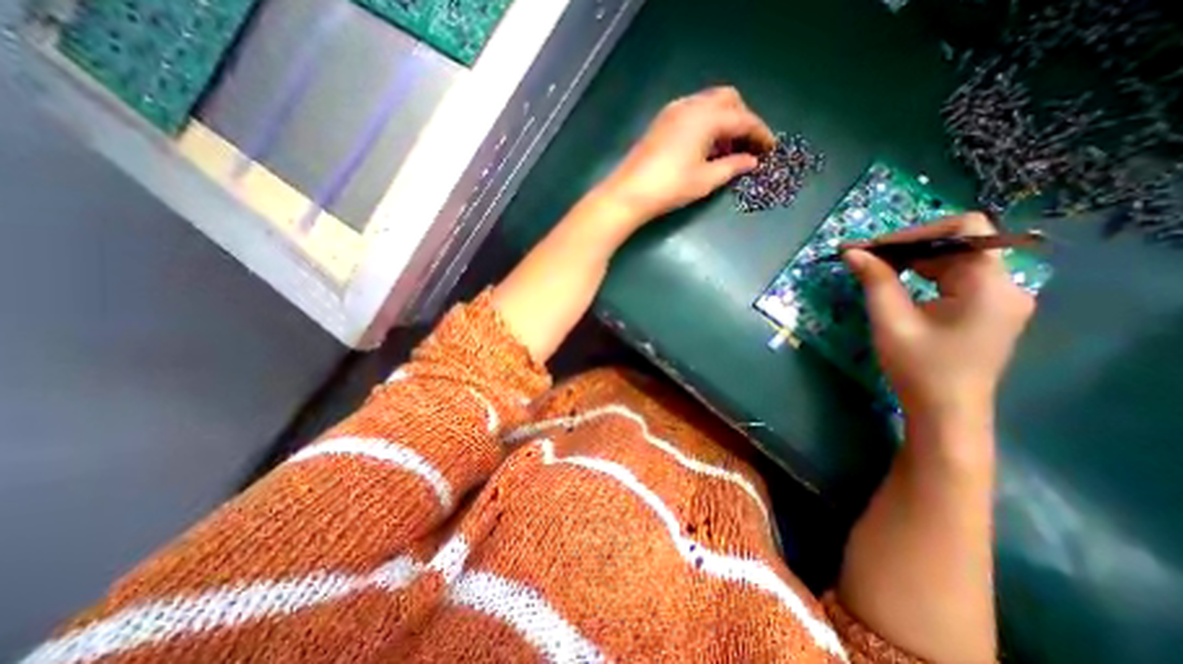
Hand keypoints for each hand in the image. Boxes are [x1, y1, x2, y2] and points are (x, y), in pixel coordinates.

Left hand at [593, 83, 778, 228]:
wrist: (628, 193)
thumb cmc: (669, 187)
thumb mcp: (705, 180)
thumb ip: (732, 166)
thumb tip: (751, 161)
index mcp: (707, 117)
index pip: (743, 119)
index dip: (760, 133)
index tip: (771, 148)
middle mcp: (691, 105)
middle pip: (728, 100)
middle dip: (743, 119)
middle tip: (747, 145)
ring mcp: (673, 111)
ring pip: (709, 104)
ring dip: (724, 120)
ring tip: (727, 149)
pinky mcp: (661, 122)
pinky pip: (693, 112)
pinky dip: (706, 123)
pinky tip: (704, 146)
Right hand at [841, 213, 1038, 424]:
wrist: (944, 410)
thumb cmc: (918, 368)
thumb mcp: (891, 321)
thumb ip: (875, 281)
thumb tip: (852, 252)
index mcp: (990, 285)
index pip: (965, 229)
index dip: (916, 231)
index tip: (874, 247)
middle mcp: (1004, 284)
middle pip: (957, 243)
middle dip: (907, 246)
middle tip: (862, 256)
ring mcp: (998, 297)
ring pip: (953, 259)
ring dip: (911, 259)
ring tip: (872, 267)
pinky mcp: (985, 308)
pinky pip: (953, 277)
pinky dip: (922, 273)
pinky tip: (895, 281)